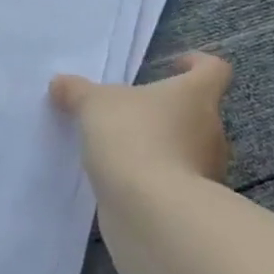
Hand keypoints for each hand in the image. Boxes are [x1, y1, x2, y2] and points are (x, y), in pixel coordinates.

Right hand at [50, 51, 233, 191]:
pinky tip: (123, 180)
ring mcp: (208, 171)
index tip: (173, 65)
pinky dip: (155, 179)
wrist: (151, 210)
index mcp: (196, 95)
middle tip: (131, 113)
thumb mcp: (93, 104)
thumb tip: (60, 83)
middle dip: (167, 112)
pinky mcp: (193, 205)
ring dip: (161, 147)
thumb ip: (77, 91)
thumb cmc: (132, 137)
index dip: (197, 64)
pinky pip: (175, 182)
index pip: (213, 69)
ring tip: (122, 149)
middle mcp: (211, 130)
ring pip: (188, 149)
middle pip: (198, 112)